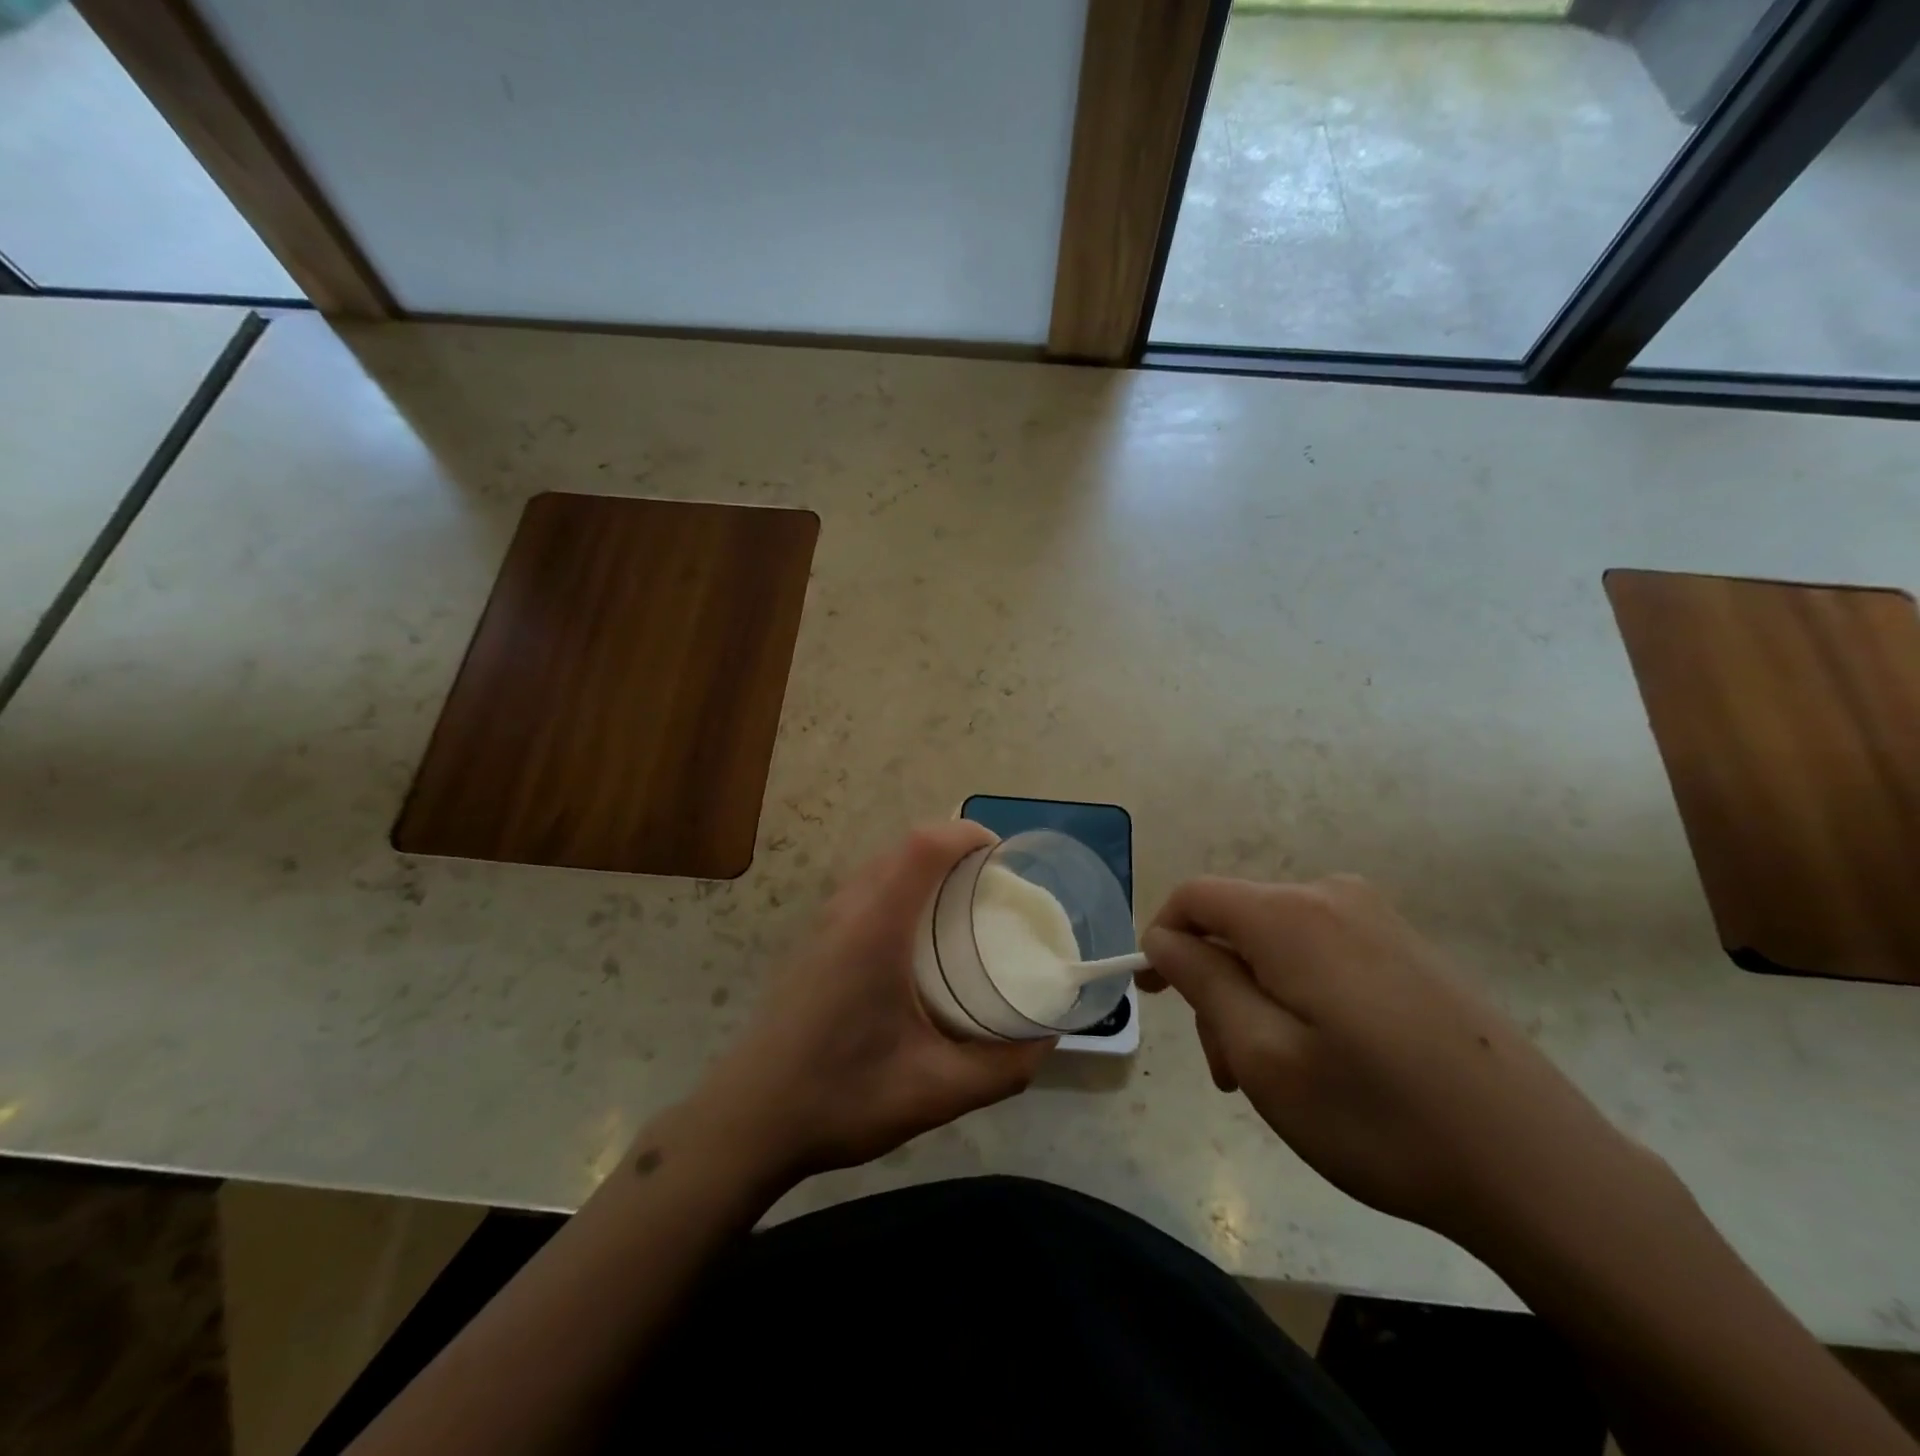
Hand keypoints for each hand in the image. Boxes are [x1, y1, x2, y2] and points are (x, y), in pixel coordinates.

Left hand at [700, 822, 1050, 1179]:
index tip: (1004, 856)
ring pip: (879, 867)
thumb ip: (1002, 1068)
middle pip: (903, 847)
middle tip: (993, 884)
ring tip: (961, 904)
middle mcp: (847, 911)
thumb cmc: (841, 1097)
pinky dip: (899, 887)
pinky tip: (916, 939)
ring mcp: (822, 924)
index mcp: (876, 927)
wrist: (748, 1122)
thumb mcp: (936, 1091)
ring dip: (922, 867)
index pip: (923, 846)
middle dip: (953, 848)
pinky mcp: (812, 943)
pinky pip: (863, 890)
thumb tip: (1047, 1039)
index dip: (966, 834)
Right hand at [1142, 875, 1656, 1245]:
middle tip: (1228, 1073)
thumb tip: (1163, 937)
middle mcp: (1332, 896)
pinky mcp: (1408, 948)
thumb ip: (1201, 981)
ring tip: (1275, 1079)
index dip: (1162, 940)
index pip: (1194, 897)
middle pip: (1236, 924)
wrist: (1540, 1167)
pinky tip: (1325, 1060)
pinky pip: (1322, 954)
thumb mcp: (1263, 1055)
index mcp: (1290, 914)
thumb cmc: (1380, 1116)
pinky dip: (1298, 996)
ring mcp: (1379, 919)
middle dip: (1214, 987)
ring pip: (1277, 944)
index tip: (1154, 998)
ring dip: (1255, 999)